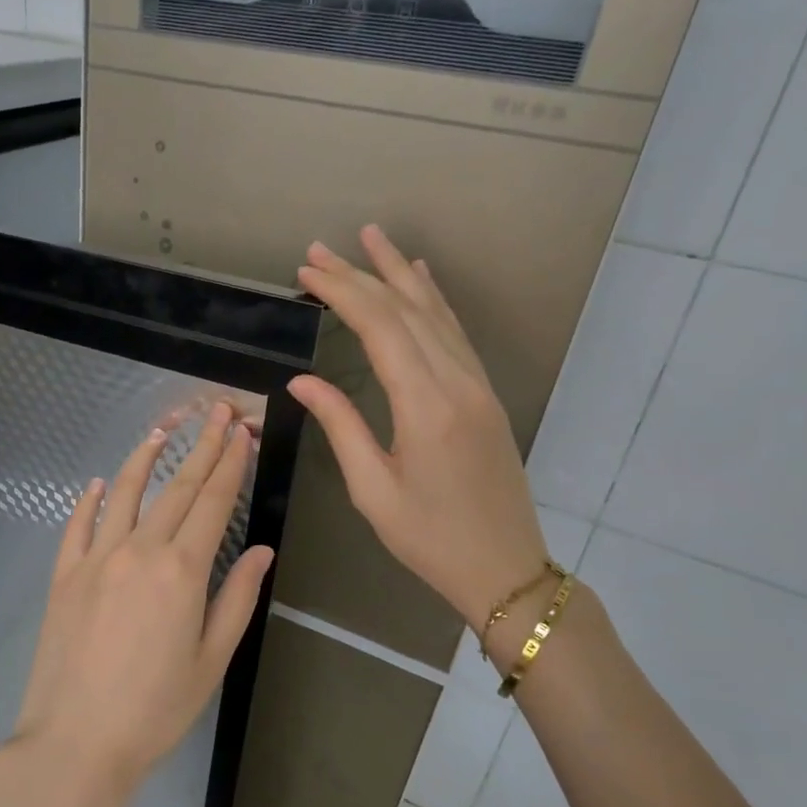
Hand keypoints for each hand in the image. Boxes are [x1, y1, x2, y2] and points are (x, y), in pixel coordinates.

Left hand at [8, 401, 272, 800]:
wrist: (76, 742)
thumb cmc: (156, 709)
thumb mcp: (212, 660)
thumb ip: (237, 598)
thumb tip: (262, 551)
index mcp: (181, 570)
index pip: (213, 502)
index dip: (230, 463)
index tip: (241, 431)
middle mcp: (138, 550)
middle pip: (176, 488)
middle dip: (200, 447)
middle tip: (215, 412)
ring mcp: (95, 558)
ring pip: (123, 493)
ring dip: (144, 459)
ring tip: (162, 432)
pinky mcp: (64, 574)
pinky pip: (77, 525)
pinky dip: (88, 500)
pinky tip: (96, 483)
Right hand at [288, 225, 548, 627]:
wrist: (505, 568)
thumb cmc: (429, 538)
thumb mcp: (372, 490)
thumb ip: (340, 425)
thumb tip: (302, 381)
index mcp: (426, 406)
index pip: (380, 328)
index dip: (342, 293)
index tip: (306, 272)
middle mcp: (456, 383)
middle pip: (406, 310)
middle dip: (361, 274)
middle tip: (320, 250)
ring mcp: (477, 385)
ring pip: (436, 313)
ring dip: (400, 273)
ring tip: (371, 238)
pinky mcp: (484, 394)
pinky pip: (456, 332)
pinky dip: (434, 299)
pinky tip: (422, 278)